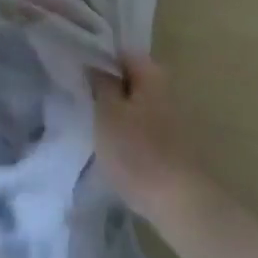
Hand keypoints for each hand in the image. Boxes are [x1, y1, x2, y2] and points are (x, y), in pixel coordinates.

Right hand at [89, 54, 207, 220]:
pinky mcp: (174, 144)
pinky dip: (130, 132)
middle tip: (82, 101)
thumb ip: (100, 84)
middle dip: (107, 88)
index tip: (77, 74)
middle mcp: (167, 89)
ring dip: (118, 112)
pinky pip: (144, 127)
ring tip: (94, 126)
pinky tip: (115, 148)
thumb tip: (96, 65)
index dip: (97, 60)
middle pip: (130, 79)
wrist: (180, 204)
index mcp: (151, 74)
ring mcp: (174, 118)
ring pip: (137, 105)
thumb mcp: (107, 113)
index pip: (120, 53)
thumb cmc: (137, 152)